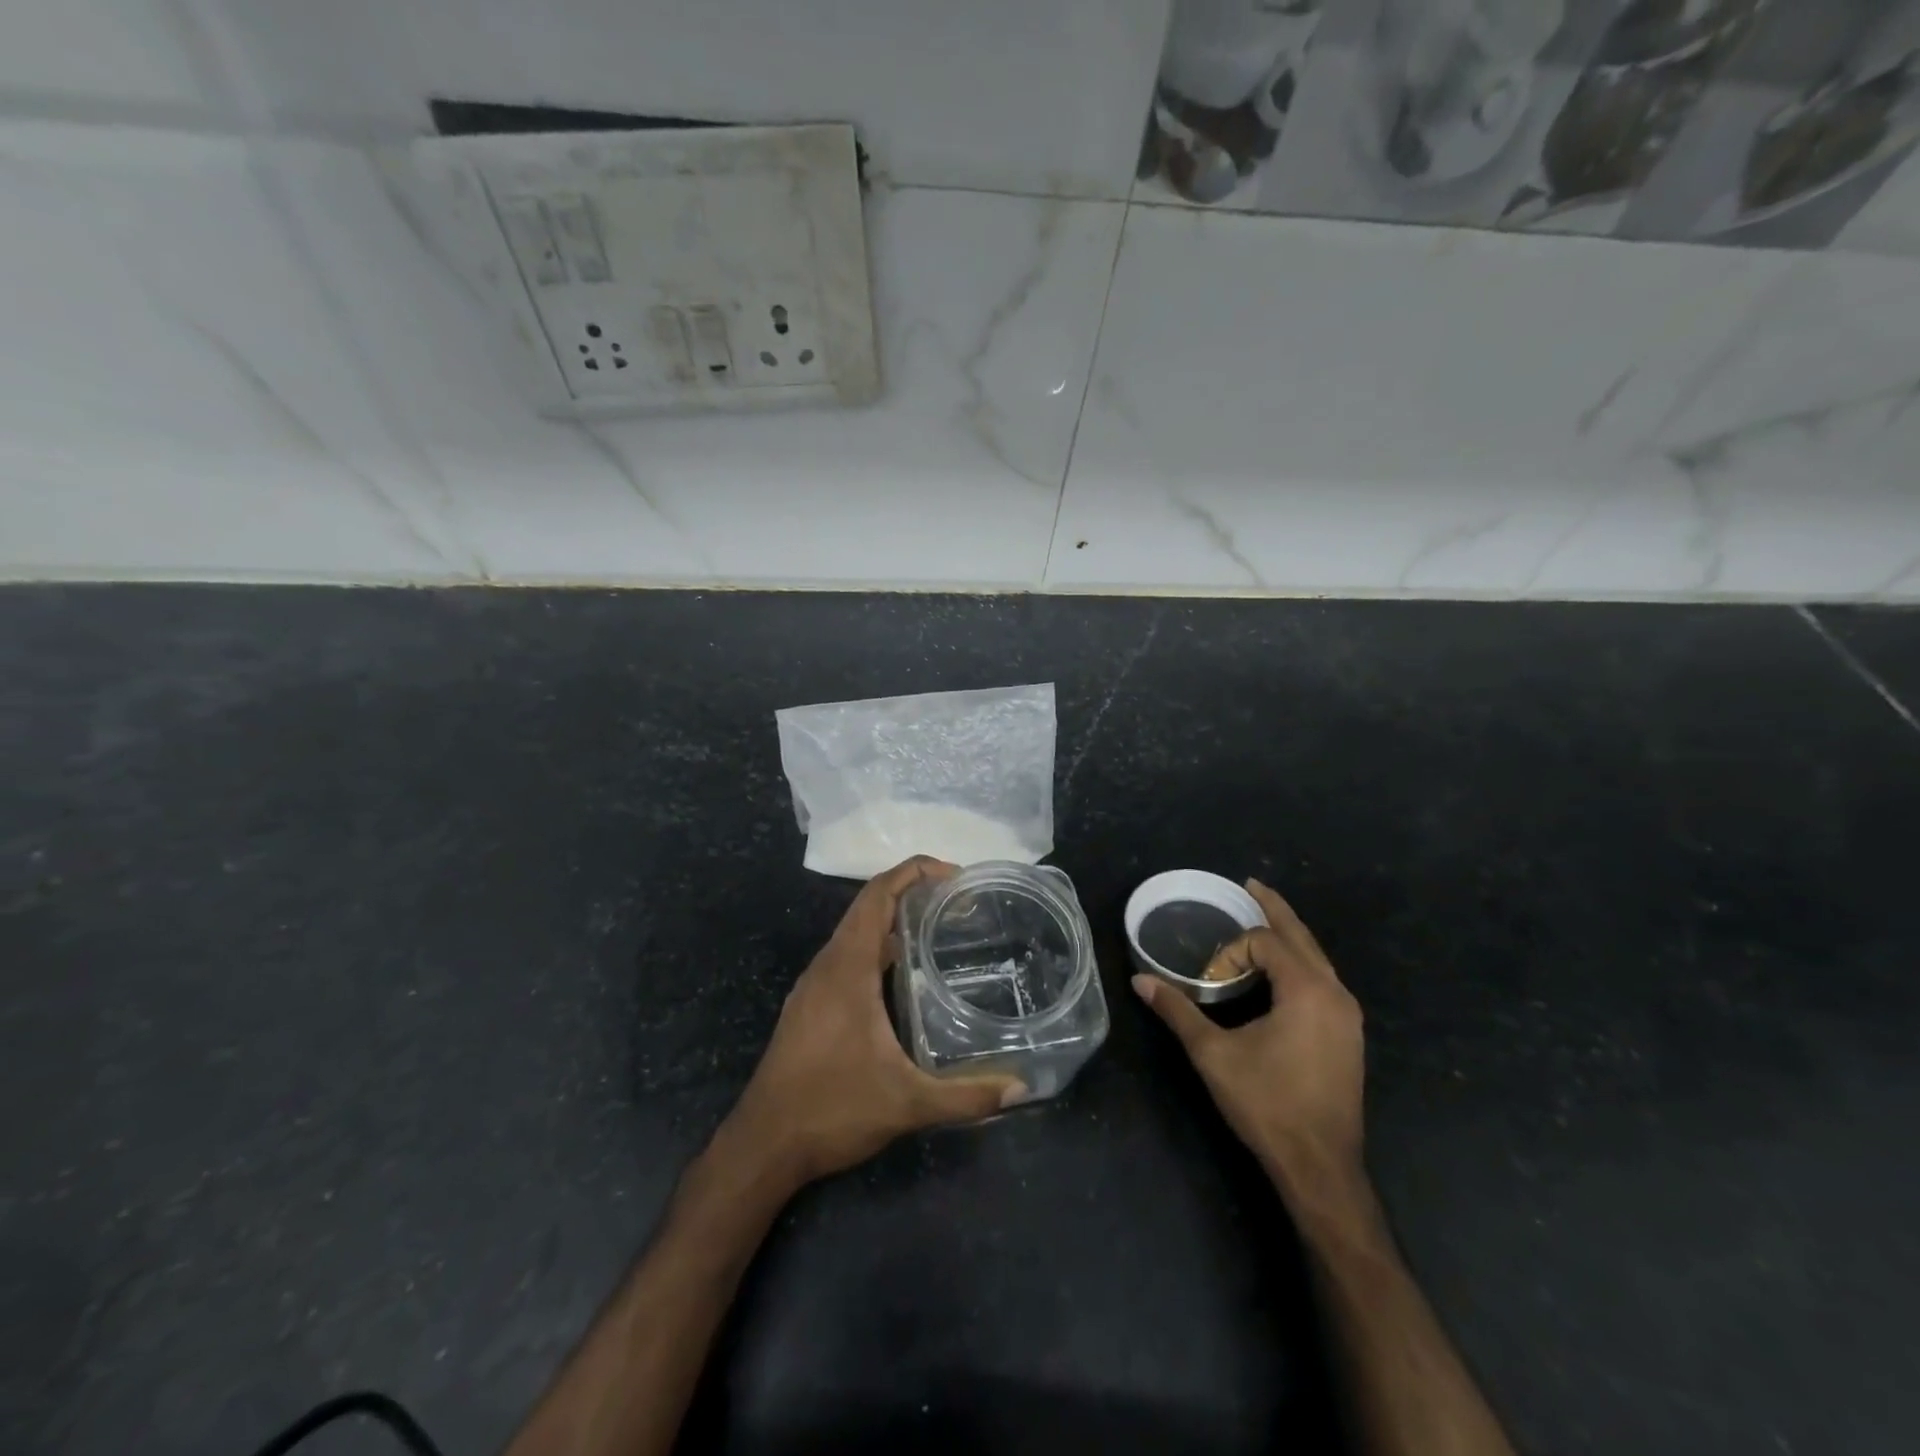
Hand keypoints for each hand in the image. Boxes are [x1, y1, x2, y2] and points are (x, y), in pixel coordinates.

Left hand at [719, 856, 1026, 1188]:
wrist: (763, 1145)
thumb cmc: (831, 1110)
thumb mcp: (907, 1104)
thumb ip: (966, 1095)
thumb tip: (1021, 1088)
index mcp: (847, 967)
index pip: (878, 894)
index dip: (915, 872)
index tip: (955, 876)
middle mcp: (828, 964)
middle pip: (869, 905)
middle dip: (912, 892)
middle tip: (959, 903)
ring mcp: (815, 984)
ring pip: (856, 931)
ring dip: (894, 920)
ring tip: (940, 929)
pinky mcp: (811, 1004)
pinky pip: (848, 956)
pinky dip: (879, 947)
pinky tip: (905, 975)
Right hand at [1133, 878, 1365, 1205]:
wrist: (1321, 1167)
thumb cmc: (1267, 1104)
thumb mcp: (1213, 1054)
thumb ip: (1177, 1011)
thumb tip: (1139, 981)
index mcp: (1307, 990)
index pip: (1264, 942)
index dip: (1229, 953)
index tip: (1207, 984)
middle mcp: (1335, 993)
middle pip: (1301, 936)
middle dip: (1274, 908)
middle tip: (1250, 884)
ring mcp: (1347, 1016)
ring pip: (1316, 958)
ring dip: (1288, 936)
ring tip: (1264, 919)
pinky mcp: (1348, 1035)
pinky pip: (1322, 980)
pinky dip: (1299, 962)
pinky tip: (1281, 970)